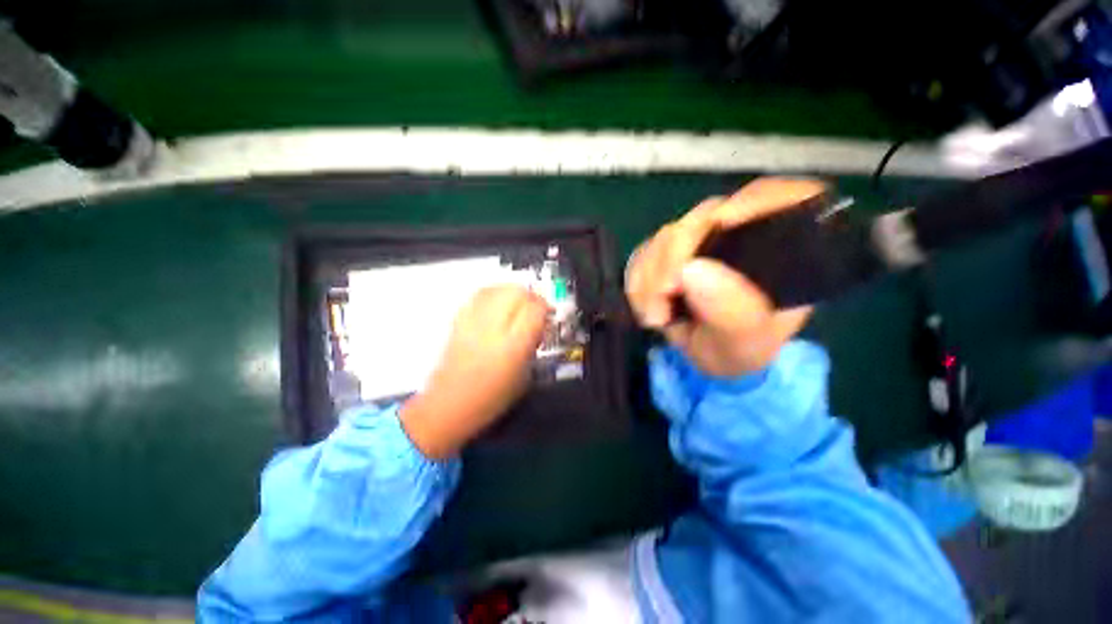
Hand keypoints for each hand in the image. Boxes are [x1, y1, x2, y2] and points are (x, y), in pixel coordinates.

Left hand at [401, 285, 549, 458]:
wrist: (448, 405)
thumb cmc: (491, 398)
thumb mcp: (524, 376)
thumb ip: (533, 344)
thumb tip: (539, 324)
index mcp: (512, 345)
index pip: (535, 309)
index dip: (545, 308)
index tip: (549, 316)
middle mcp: (492, 327)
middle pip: (516, 292)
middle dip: (531, 297)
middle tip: (535, 309)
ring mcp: (472, 320)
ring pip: (498, 288)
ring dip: (513, 292)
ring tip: (518, 305)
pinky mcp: (458, 319)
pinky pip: (481, 294)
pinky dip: (494, 293)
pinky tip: (499, 305)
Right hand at [625, 178, 819, 376]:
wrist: (706, 356)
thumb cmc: (739, 351)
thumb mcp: (744, 345)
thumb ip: (731, 313)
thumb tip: (691, 269)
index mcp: (784, 252)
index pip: (787, 199)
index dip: (756, 200)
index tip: (721, 223)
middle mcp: (744, 237)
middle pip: (708, 216)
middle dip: (675, 256)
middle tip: (664, 296)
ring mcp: (703, 242)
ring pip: (668, 234)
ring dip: (651, 275)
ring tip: (657, 315)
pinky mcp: (670, 252)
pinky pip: (644, 252)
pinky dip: (638, 280)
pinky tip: (648, 306)